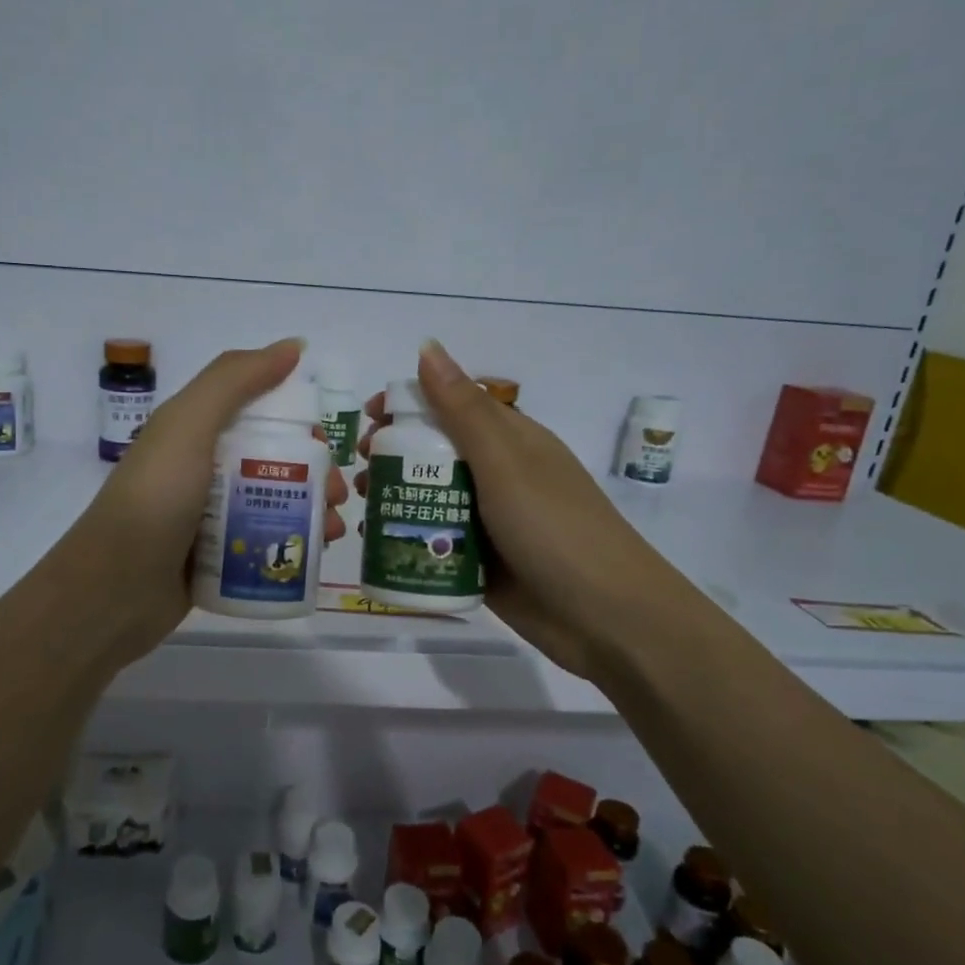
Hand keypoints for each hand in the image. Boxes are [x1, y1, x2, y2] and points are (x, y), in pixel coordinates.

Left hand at [52, 339, 347, 667]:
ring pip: (274, 505)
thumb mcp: (189, 425)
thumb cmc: (155, 499)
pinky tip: (315, 558)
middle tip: (338, 498)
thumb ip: (235, 380)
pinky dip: (293, 545)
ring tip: (333, 532)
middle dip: (315, 475)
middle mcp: (204, 470)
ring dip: (312, 513)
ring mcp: (209, 517)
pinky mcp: (216, 559)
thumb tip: (294, 345)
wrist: (114, 590)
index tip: (325, 447)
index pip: (260, 414)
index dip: (298, 425)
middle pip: (274, 462)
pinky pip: (263, 543)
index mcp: (196, 432)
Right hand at [357, 341, 662, 680]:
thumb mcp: (504, 462)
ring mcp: (489, 521)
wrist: (604, 617)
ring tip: (363, 506)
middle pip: (435, 452)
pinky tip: (378, 545)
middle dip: (393, 454)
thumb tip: (427, 346)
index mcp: (510, 441)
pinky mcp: (480, 562)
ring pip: (431, 498)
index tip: (369, 419)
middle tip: (361, 469)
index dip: (409, 404)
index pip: (452, 405)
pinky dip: (408, 537)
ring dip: (395, 496)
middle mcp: (498, 475)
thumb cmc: (554, 528)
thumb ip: (463, 409)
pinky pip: (436, 541)